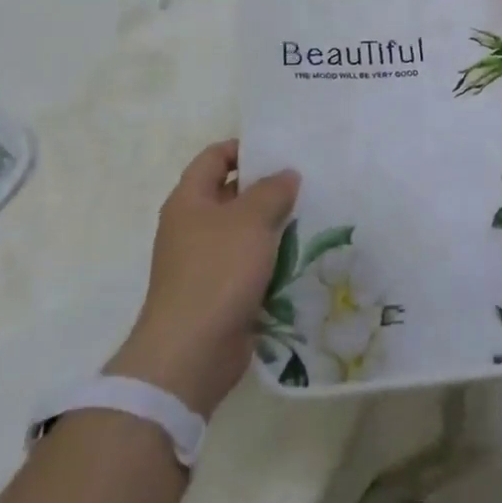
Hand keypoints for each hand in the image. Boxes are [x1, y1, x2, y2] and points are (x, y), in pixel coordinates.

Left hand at [106, 141, 299, 417]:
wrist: (191, 353)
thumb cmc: (217, 271)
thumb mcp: (251, 219)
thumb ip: (272, 190)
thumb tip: (286, 174)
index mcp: (189, 200)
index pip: (215, 157)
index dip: (244, 148)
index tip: (280, 151)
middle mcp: (192, 227)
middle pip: (231, 195)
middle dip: (266, 189)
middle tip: (305, 182)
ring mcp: (204, 263)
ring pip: (244, 232)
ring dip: (273, 227)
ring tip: (312, 216)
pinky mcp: (219, 294)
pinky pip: (249, 265)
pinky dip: (271, 260)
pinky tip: (302, 256)